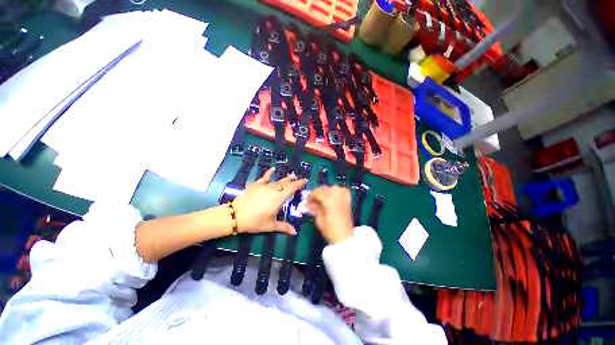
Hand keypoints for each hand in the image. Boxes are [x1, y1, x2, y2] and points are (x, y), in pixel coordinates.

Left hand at [232, 167, 306, 234]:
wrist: (236, 215)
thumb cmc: (255, 221)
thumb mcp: (270, 225)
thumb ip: (284, 227)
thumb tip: (295, 232)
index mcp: (279, 198)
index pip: (291, 188)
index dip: (299, 184)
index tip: (305, 180)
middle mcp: (273, 190)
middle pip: (285, 183)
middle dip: (293, 181)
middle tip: (298, 178)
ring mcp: (264, 186)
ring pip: (277, 181)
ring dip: (285, 178)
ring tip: (291, 175)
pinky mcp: (256, 185)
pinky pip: (264, 177)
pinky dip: (269, 173)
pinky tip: (272, 169)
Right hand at [306, 186, 353, 243]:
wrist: (345, 237)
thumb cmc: (330, 230)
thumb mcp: (319, 219)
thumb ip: (314, 208)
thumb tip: (308, 203)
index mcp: (329, 199)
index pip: (317, 192)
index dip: (311, 196)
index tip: (306, 201)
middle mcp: (337, 195)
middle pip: (324, 189)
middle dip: (317, 194)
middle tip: (312, 201)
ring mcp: (344, 196)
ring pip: (332, 188)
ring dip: (326, 192)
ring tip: (321, 200)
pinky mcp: (348, 199)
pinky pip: (341, 190)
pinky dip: (335, 191)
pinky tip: (332, 196)